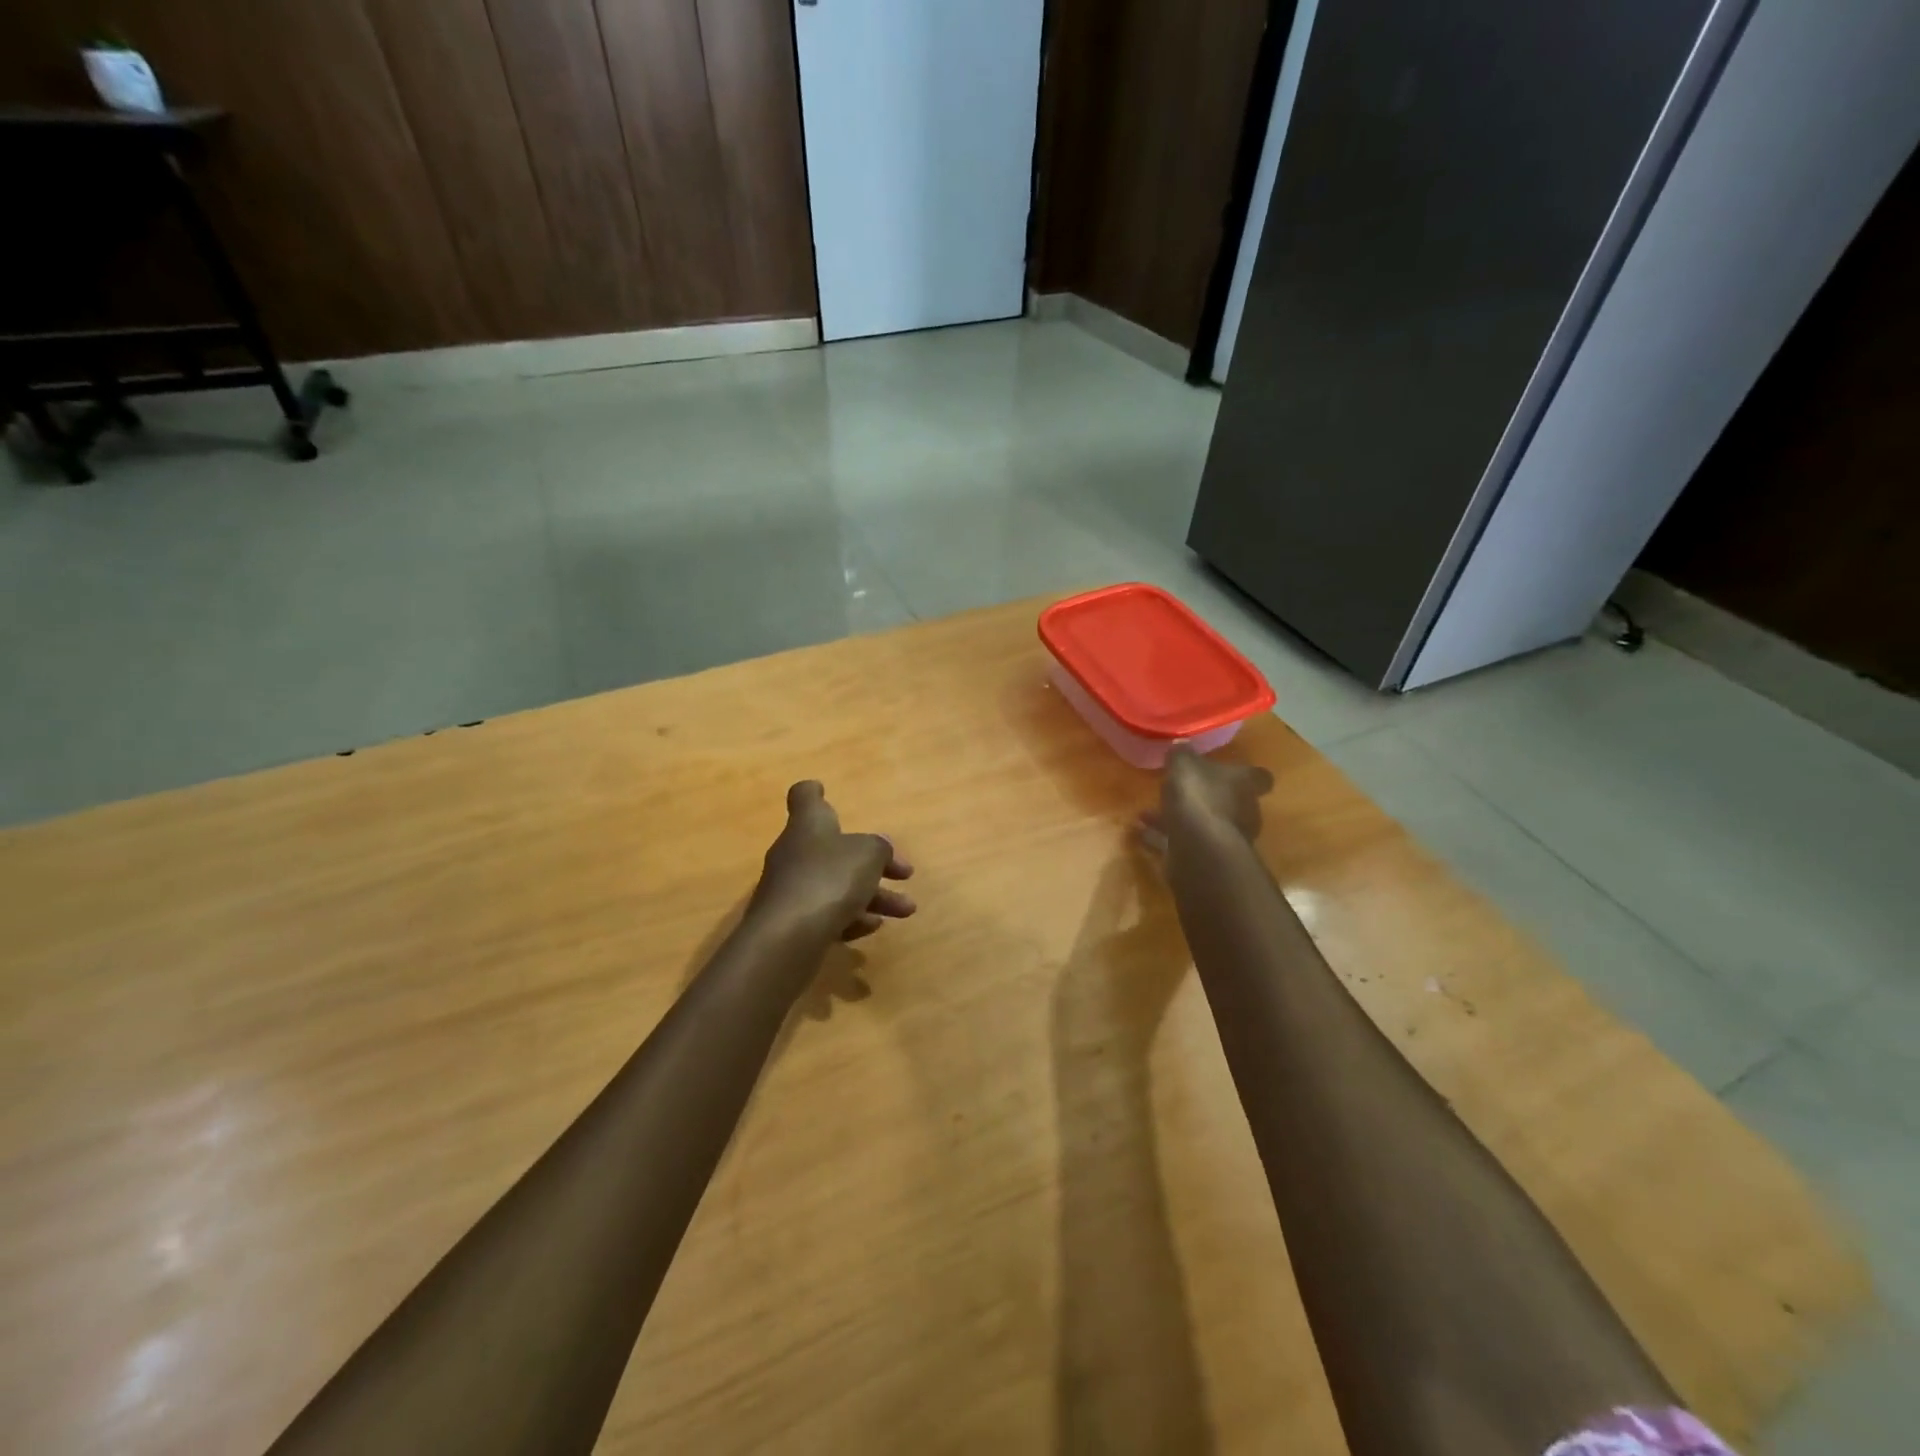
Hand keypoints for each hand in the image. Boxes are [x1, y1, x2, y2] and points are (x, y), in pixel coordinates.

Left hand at [748, 781, 915, 941]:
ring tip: (906, 910)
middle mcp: (795, 853)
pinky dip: (850, 918)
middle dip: (873, 864)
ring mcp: (791, 890)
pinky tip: (872, 928)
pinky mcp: (791, 923)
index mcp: (809, 825)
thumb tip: (879, 851)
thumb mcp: (868, 854)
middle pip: (835, 850)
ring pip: (837, 886)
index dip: (815, 793)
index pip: (804, 798)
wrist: (787, 938)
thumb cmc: (829, 879)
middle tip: (905, 874)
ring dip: (873, 896)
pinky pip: (826, 914)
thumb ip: (879, 849)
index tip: (824, 791)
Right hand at [1138, 748, 1273, 856]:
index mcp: (1245, 784)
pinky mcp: (1208, 858)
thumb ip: (1182, 755)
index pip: (1258, 776)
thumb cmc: (1199, 797)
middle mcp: (1243, 811)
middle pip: (1231, 801)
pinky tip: (1141, 832)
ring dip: (1180, 818)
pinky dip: (1164, 837)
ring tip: (1148, 813)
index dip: (1245, 773)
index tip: (1228, 769)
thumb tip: (1181, 745)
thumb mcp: (1184, 765)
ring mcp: (1227, 837)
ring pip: (1204, 823)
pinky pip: (1184, 842)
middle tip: (1180, 790)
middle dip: (1207, 796)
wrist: (1199, 849)